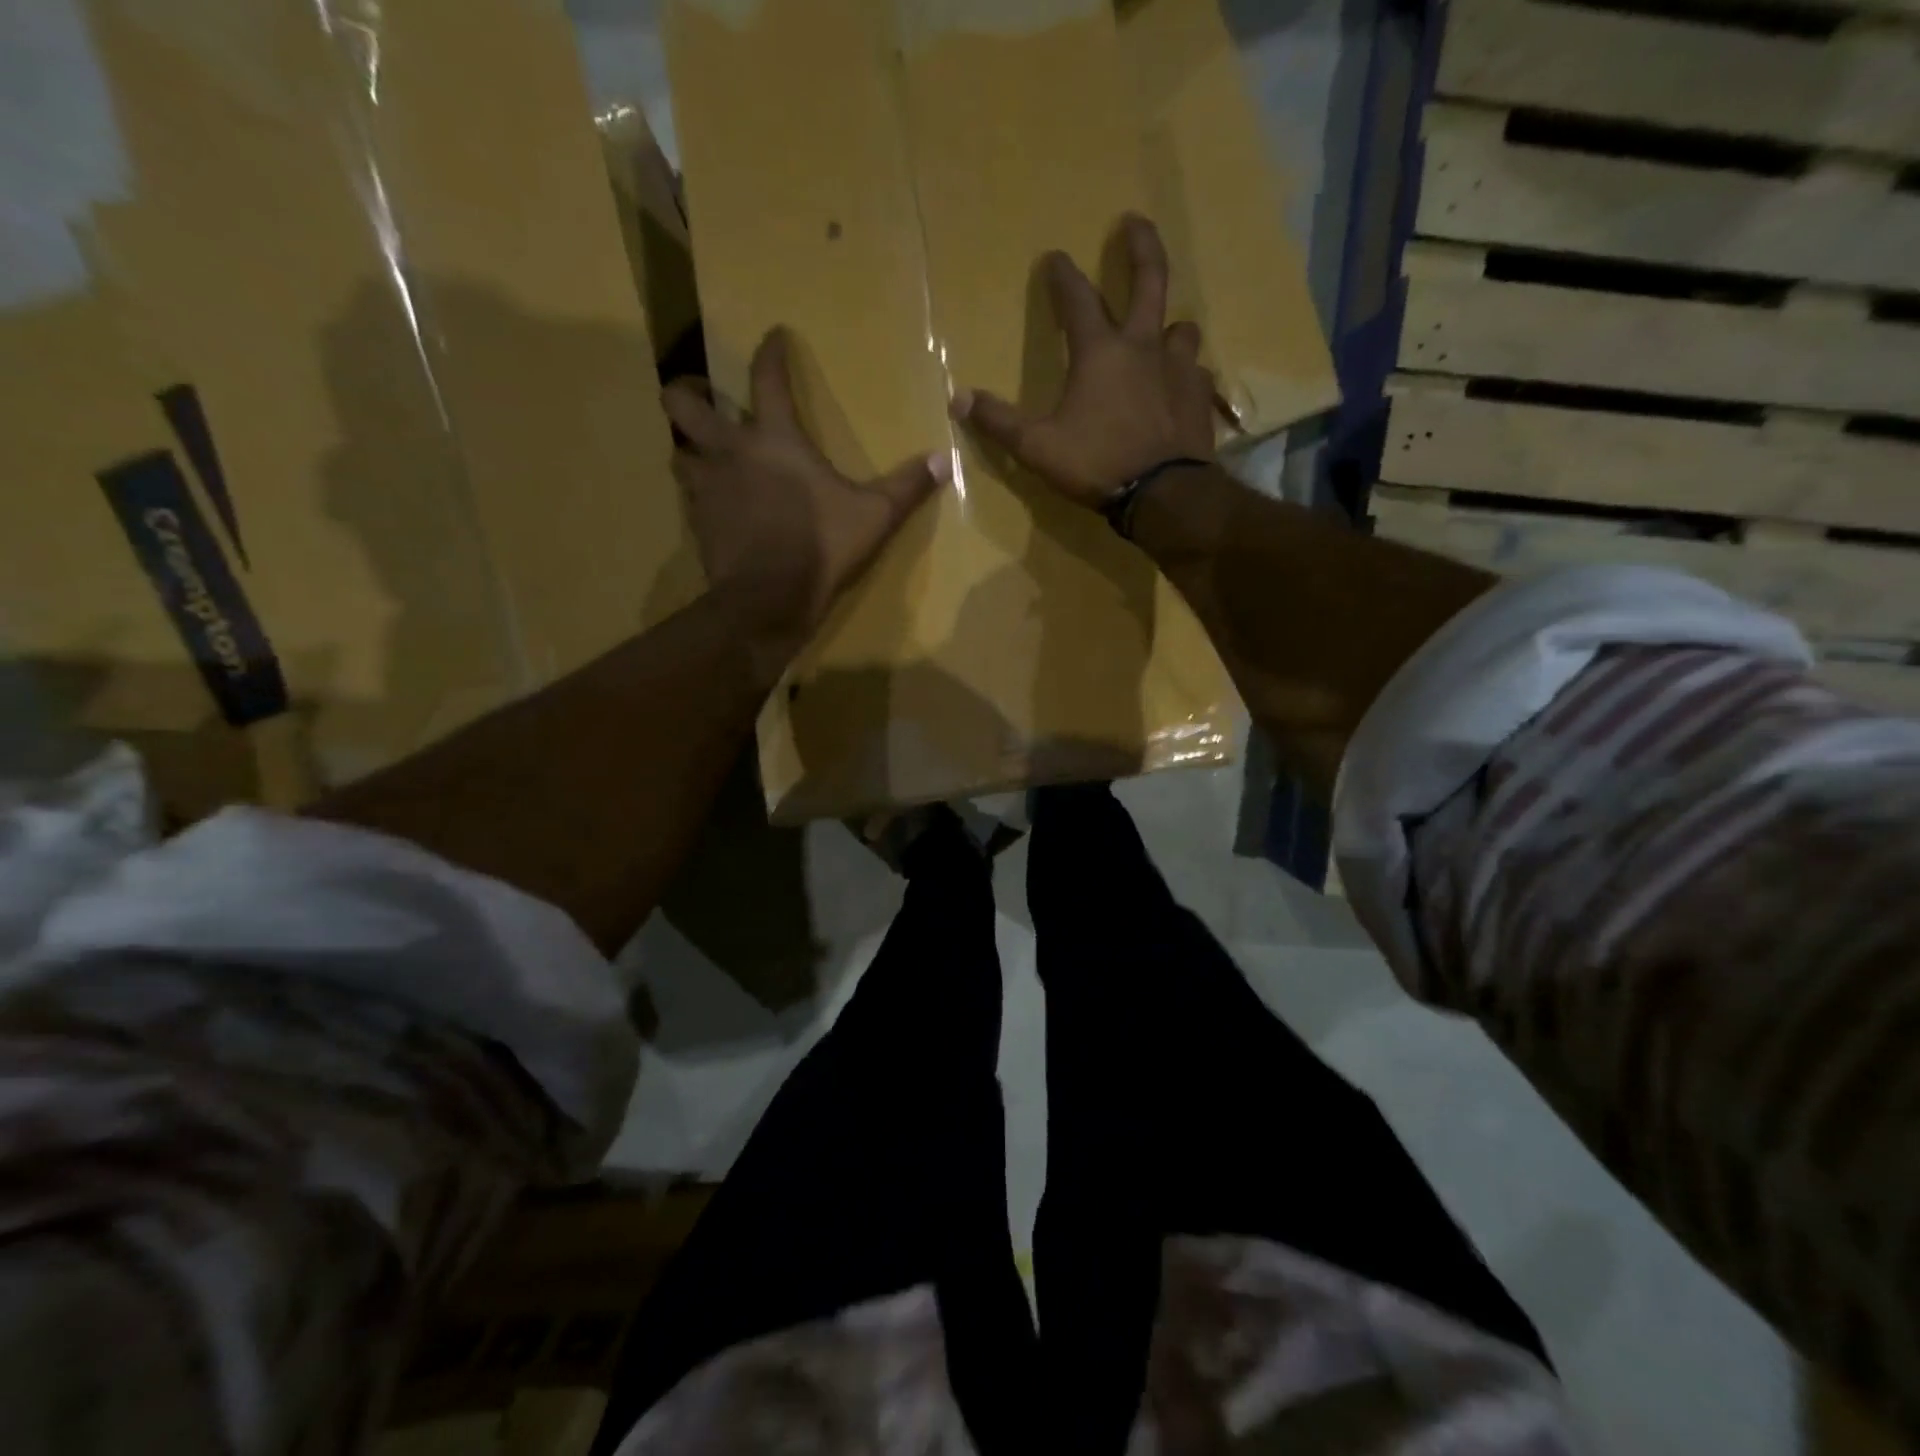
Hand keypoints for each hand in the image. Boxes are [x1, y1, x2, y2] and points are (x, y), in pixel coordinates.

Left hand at [664, 328, 946, 668]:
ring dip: (688, 445)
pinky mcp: (698, 522)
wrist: (769, 599)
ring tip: (704, 452)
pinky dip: (697, 491)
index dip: (769, 351)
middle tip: (703, 395)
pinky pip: (688, 495)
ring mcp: (708, 487)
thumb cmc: (822, 547)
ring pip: (678, 449)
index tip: (773, 335)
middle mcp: (731, 451)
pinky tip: (713, 503)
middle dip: (687, 390)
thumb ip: (907, 486)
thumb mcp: (874, 516)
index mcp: (775, 439)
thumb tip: (944, 459)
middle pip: (682, 403)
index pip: (766, 378)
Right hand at [950, 214, 1216, 509]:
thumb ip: (999, 422)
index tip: (1054, 257)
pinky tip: (1181, 385)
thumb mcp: (1037, 447)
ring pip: (1180, 327)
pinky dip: (1187, 372)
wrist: (1163, 494)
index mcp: (1099, 352)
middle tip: (1134, 222)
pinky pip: (1197, 372)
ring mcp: (1178, 368)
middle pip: (1148, 279)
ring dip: (1169, 324)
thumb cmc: (1096, 464)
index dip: (1063, 275)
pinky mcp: (1199, 396)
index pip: (1077, 299)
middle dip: (1140, 246)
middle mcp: (1143, 347)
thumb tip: (958, 400)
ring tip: (1163, 330)